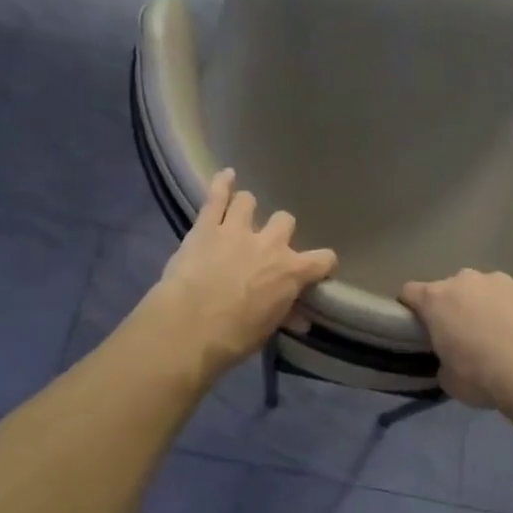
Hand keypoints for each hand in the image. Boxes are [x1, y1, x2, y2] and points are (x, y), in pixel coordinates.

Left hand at [144, 170, 337, 382]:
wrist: (189, 328)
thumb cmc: (233, 337)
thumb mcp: (266, 330)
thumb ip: (285, 315)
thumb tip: (301, 318)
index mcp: (291, 271)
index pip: (324, 259)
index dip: (322, 264)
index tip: (317, 269)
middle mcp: (270, 243)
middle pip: (286, 221)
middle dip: (278, 231)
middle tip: (265, 246)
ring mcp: (237, 230)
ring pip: (250, 201)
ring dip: (246, 209)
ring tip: (239, 217)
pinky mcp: (207, 226)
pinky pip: (217, 195)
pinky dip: (222, 184)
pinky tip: (226, 175)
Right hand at [399, 270, 512, 413]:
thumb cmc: (481, 376)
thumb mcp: (448, 379)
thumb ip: (442, 360)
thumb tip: (450, 358)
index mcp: (435, 299)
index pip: (409, 292)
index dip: (411, 307)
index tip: (418, 326)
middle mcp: (463, 280)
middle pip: (449, 288)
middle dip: (452, 306)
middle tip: (463, 334)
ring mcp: (497, 279)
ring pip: (482, 287)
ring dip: (484, 302)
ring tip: (498, 331)